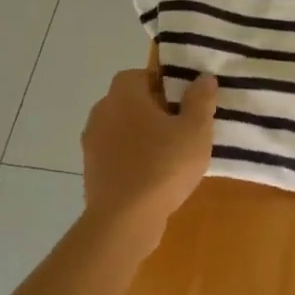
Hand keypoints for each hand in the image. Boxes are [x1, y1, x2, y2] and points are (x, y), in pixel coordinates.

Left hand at [81, 71, 217, 246]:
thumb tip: (203, 77)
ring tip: (171, 154)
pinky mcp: (91, 170)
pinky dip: (133, 158)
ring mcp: (92, 143)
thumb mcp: (196, 130)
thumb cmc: (164, 165)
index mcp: (123, 95)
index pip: (140, 74)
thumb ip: (201, 100)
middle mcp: (101, 112)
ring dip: (143, 135)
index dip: (164, 84)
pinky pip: (116, 154)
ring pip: (123, 128)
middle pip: (130, 101)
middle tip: (183, 127)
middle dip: (154, 110)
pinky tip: (154, 176)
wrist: (124, 220)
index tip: (185, 102)